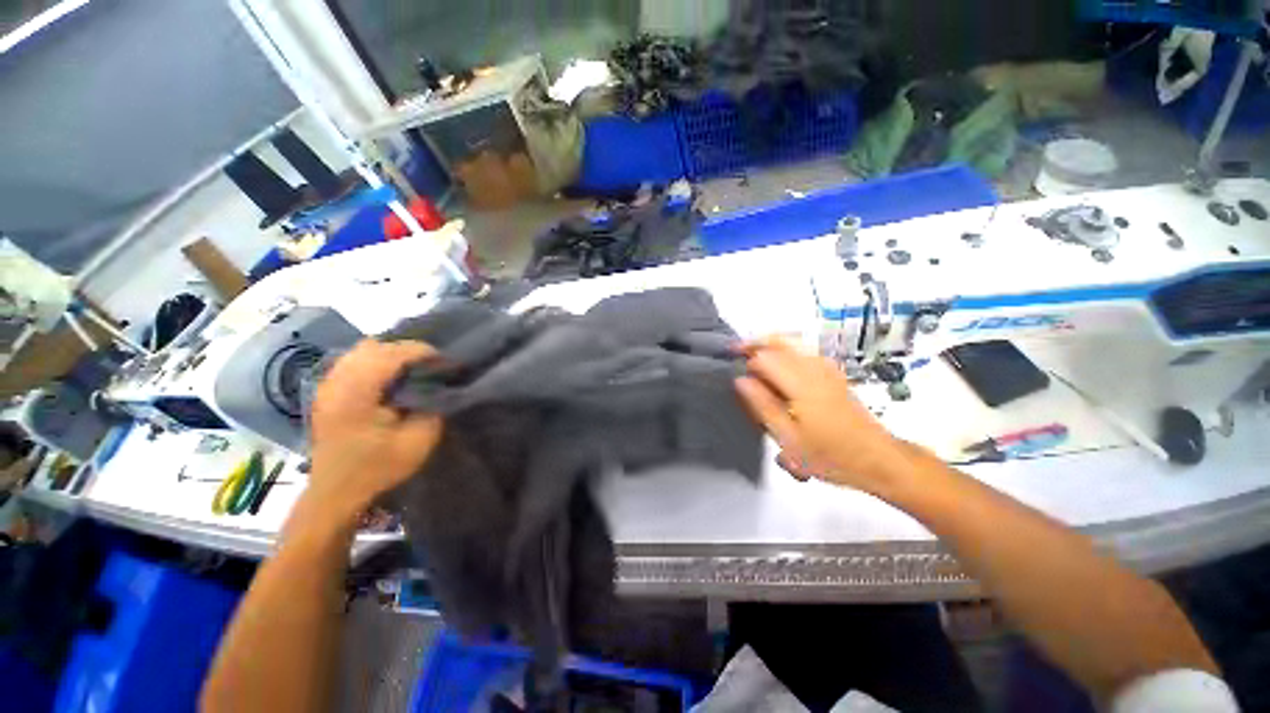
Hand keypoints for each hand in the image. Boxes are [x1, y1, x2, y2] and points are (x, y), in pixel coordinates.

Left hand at [307, 340, 442, 519]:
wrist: (335, 492)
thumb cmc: (377, 468)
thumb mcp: (417, 442)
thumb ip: (432, 407)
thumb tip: (439, 384)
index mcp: (356, 394)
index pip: (391, 354)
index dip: (422, 352)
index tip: (445, 362)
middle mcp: (337, 382)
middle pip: (375, 346)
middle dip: (408, 350)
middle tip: (431, 365)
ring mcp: (327, 385)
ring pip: (361, 350)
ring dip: (390, 354)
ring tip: (413, 368)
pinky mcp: (326, 391)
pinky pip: (353, 360)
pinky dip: (375, 360)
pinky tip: (390, 376)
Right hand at [735, 338, 908, 494]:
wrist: (877, 458)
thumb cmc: (830, 455)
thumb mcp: (788, 438)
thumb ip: (763, 405)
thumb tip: (740, 380)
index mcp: (801, 383)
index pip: (764, 357)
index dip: (744, 359)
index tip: (730, 366)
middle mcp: (815, 368)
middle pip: (780, 340)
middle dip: (756, 343)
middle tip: (737, 352)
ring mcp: (827, 368)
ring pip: (794, 341)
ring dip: (770, 344)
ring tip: (753, 357)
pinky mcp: (834, 373)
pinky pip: (805, 350)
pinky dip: (786, 349)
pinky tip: (779, 364)